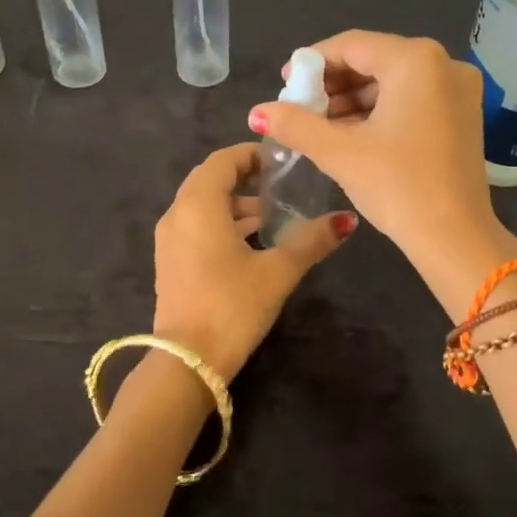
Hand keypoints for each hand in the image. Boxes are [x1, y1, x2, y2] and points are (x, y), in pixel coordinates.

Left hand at [152, 143, 357, 380]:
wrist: (187, 361)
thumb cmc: (232, 306)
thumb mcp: (278, 271)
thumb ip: (312, 240)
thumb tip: (347, 219)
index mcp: (198, 205)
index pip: (222, 160)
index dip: (250, 154)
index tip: (280, 160)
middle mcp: (177, 214)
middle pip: (210, 181)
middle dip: (245, 178)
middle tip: (281, 184)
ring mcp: (169, 241)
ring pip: (204, 207)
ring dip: (236, 206)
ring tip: (274, 216)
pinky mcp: (170, 264)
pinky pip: (197, 228)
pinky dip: (223, 225)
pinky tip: (253, 244)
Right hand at [248, 33, 515, 299]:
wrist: (454, 238)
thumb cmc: (397, 186)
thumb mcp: (339, 152)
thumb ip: (295, 124)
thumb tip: (258, 112)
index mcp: (416, 60)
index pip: (352, 45)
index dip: (313, 63)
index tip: (286, 84)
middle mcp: (444, 64)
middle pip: (374, 60)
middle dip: (334, 84)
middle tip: (301, 107)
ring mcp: (460, 90)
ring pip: (393, 82)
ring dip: (355, 100)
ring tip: (320, 125)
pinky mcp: (464, 115)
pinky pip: (413, 99)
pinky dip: (381, 111)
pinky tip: (352, 134)